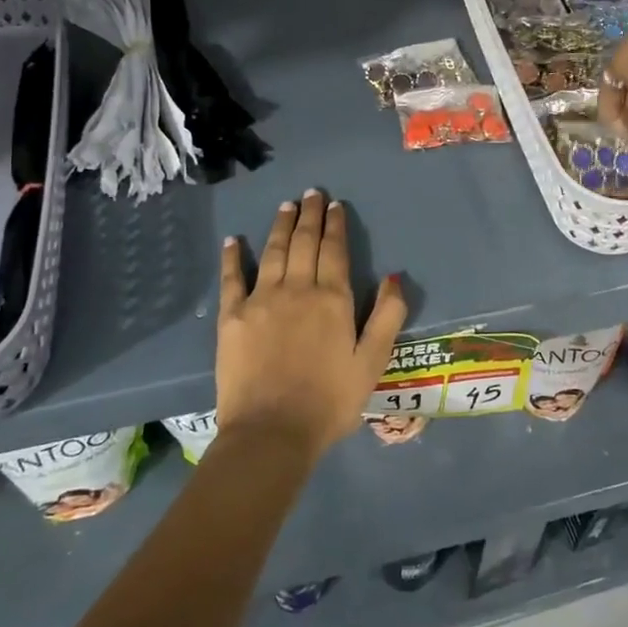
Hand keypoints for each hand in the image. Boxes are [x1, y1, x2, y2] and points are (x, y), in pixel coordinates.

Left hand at [216, 191, 406, 458]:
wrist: (272, 433)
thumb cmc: (330, 401)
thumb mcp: (373, 362)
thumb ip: (387, 316)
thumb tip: (395, 276)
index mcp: (333, 299)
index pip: (335, 251)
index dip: (335, 225)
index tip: (335, 205)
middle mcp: (297, 289)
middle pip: (304, 243)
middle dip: (310, 215)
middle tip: (311, 193)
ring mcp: (261, 300)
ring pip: (273, 251)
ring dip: (280, 226)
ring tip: (286, 205)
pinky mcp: (232, 317)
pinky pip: (232, 278)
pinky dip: (233, 257)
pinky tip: (234, 240)